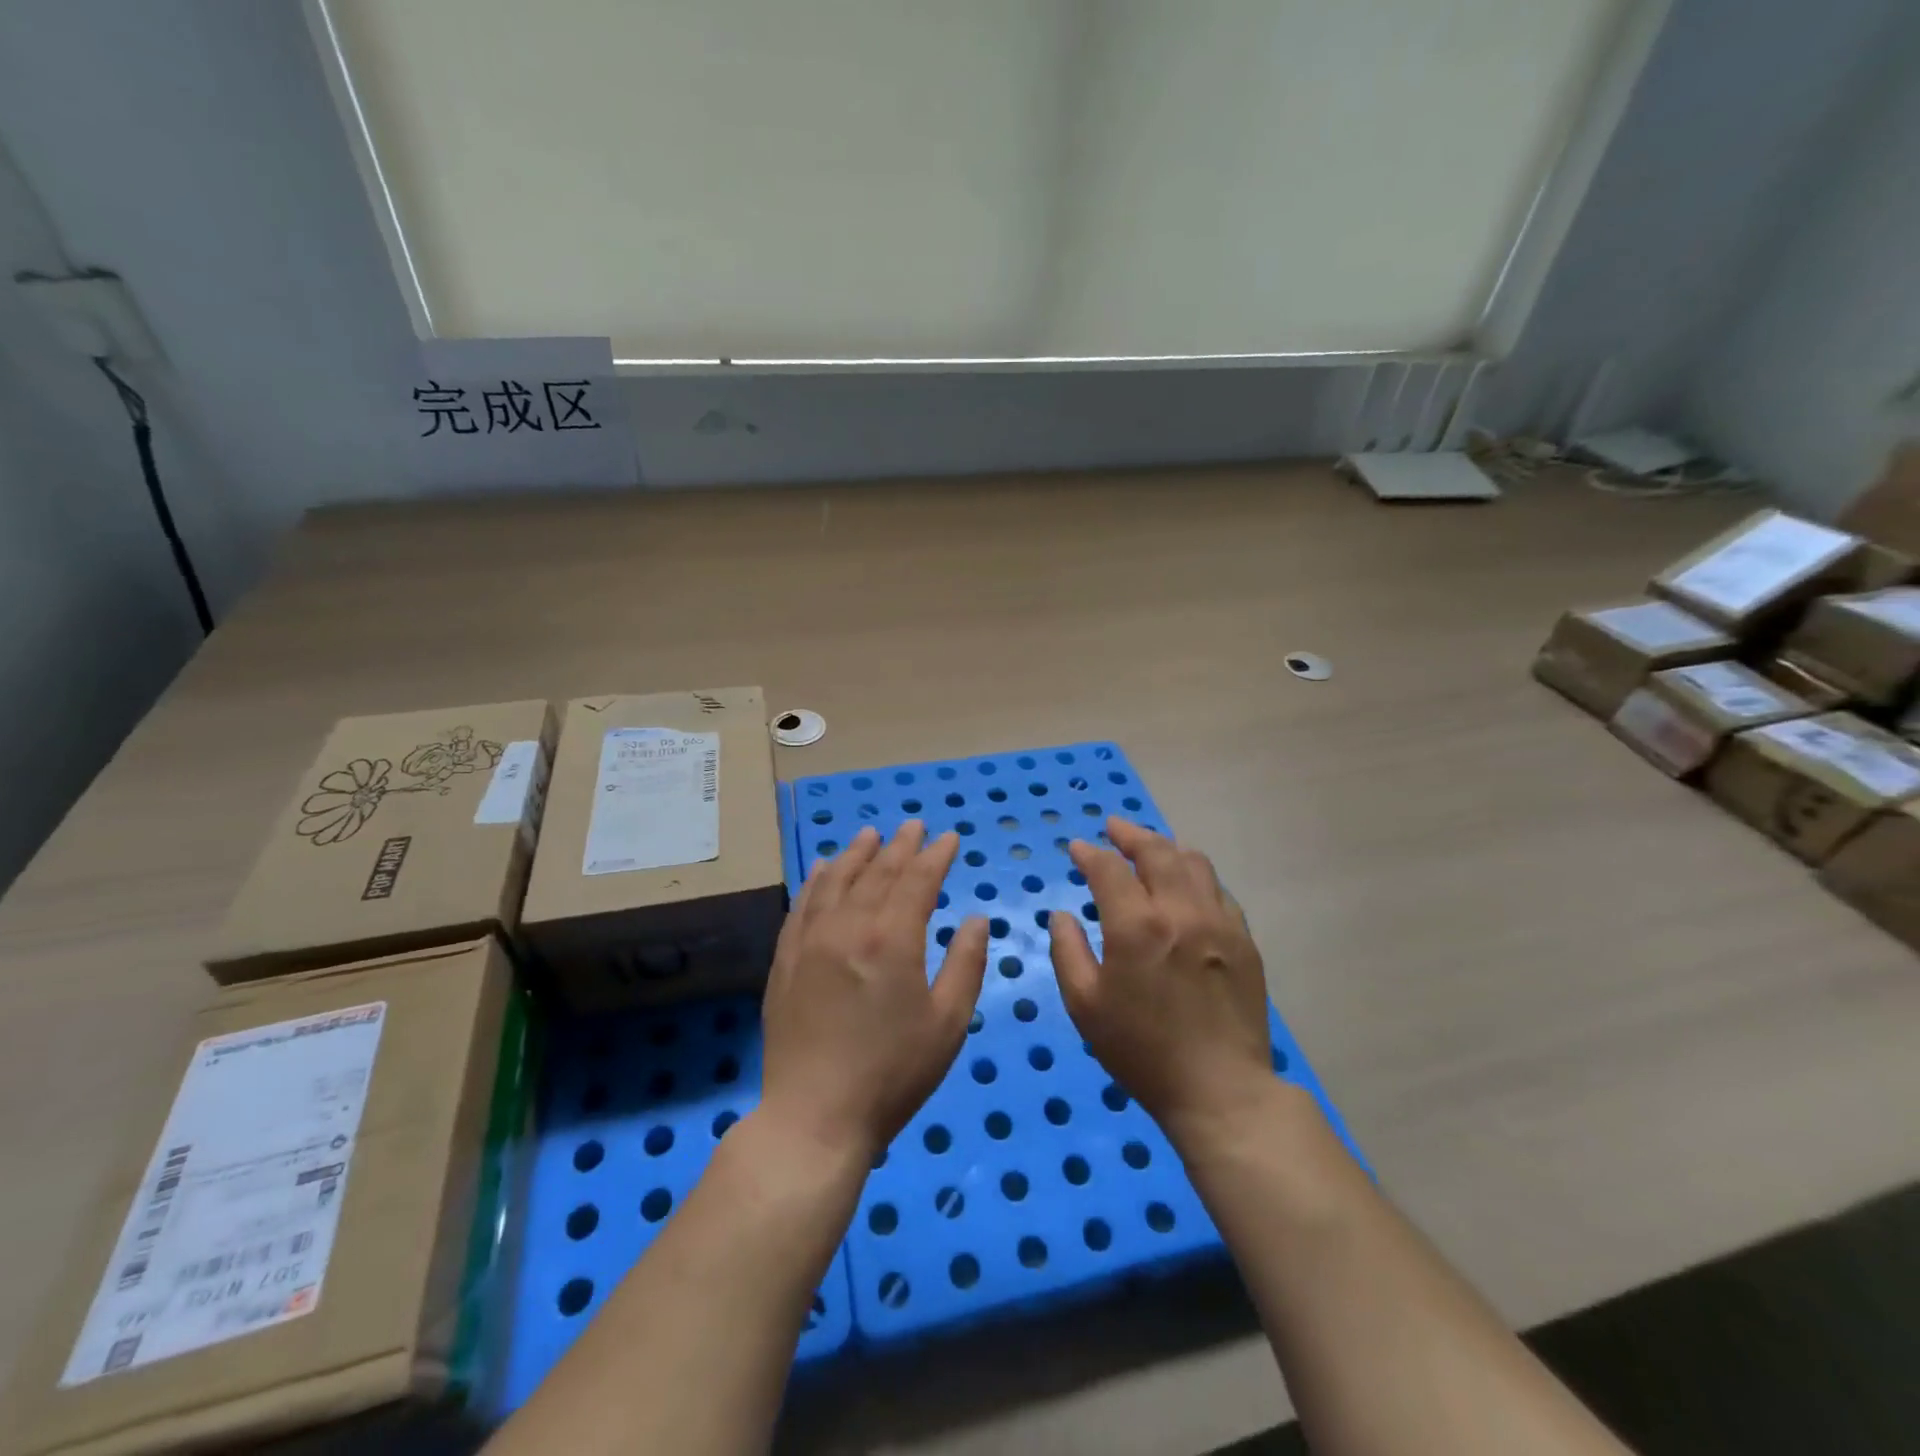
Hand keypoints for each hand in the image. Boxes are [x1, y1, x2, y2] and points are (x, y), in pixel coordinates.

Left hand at [760, 821, 988, 1162]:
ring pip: (836, 880)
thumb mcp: (947, 1023)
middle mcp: (849, 925)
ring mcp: (811, 940)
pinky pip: (802, 904)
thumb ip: (966, 964)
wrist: (814, 1116)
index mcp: (892, 938)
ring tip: (871, 834)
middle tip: (915, 825)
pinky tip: (824, 868)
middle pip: (878, 872)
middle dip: (900, 846)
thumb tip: (978, 918)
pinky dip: (817, 880)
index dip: (936, 856)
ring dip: (857, 853)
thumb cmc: (892, 1073)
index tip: (950, 838)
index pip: (918, 880)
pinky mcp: (786, 959)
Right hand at [1050, 818, 1272, 1144]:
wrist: (1220, 1090)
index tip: (1078, 849)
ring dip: (1166, 848)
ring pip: (1194, 862)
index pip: (1110, 868)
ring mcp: (1219, 922)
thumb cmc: (1141, 1050)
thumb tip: (1062, 915)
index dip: (1091, 853)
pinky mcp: (1243, 940)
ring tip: (1150, 849)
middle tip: (1114, 828)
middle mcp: (1181, 911)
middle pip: (1157, 850)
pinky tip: (1185, 886)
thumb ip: (1068, 951)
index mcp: (1137, 926)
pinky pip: (1218, 890)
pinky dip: (1195, 876)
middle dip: (1130, 833)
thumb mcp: (1085, 1005)